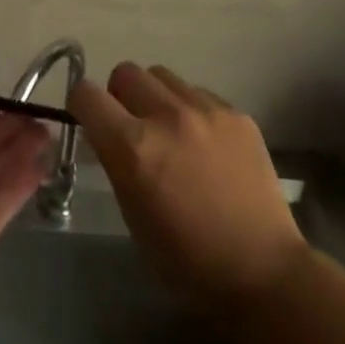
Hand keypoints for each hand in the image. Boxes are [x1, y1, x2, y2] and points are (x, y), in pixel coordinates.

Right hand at [69, 63, 309, 324]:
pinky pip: (198, 92)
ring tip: (170, 131)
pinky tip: (204, 144)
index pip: (87, 94)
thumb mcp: (132, 214)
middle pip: (125, 73)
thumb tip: (105, 135)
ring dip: (155, 97)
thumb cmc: (186, 259)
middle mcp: (166, 116)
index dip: (82, 105)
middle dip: (120, 95)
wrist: (262, 271)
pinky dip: (190, 109)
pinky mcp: (236, 114)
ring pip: (162, 76)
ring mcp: (206, 110)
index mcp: (133, 147)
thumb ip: (115, 162)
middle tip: (132, 126)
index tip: (88, 119)